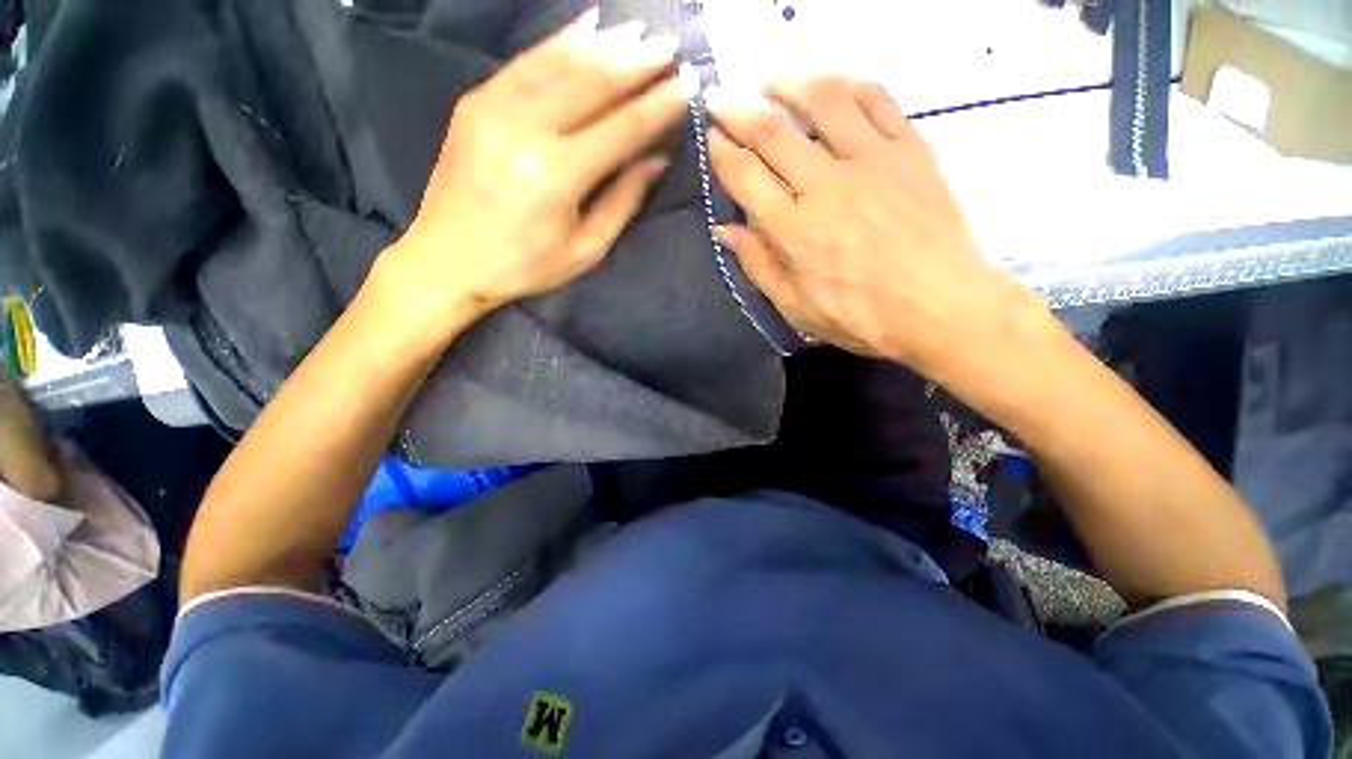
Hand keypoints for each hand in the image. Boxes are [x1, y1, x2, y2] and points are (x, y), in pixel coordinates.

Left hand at [380, 9, 694, 326]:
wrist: (448, 260)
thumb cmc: (525, 266)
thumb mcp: (585, 249)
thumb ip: (622, 201)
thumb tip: (656, 159)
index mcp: (557, 176)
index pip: (623, 128)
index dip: (660, 105)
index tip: (689, 84)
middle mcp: (526, 130)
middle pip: (593, 83)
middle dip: (638, 62)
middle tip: (672, 46)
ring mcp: (495, 108)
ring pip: (561, 62)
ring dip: (606, 45)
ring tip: (641, 33)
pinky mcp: (476, 102)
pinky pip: (526, 61)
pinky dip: (560, 40)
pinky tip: (588, 25)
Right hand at [706, 78, 1033, 377]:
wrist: (941, 307)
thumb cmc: (862, 317)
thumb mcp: (796, 308)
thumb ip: (758, 265)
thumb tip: (725, 229)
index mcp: (794, 230)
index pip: (746, 176)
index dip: (721, 152)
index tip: (710, 137)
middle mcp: (826, 185)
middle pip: (772, 132)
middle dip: (737, 110)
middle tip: (720, 98)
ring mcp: (871, 160)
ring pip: (823, 100)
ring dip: (788, 82)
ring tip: (768, 78)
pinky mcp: (910, 149)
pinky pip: (876, 100)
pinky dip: (847, 84)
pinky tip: (830, 83)